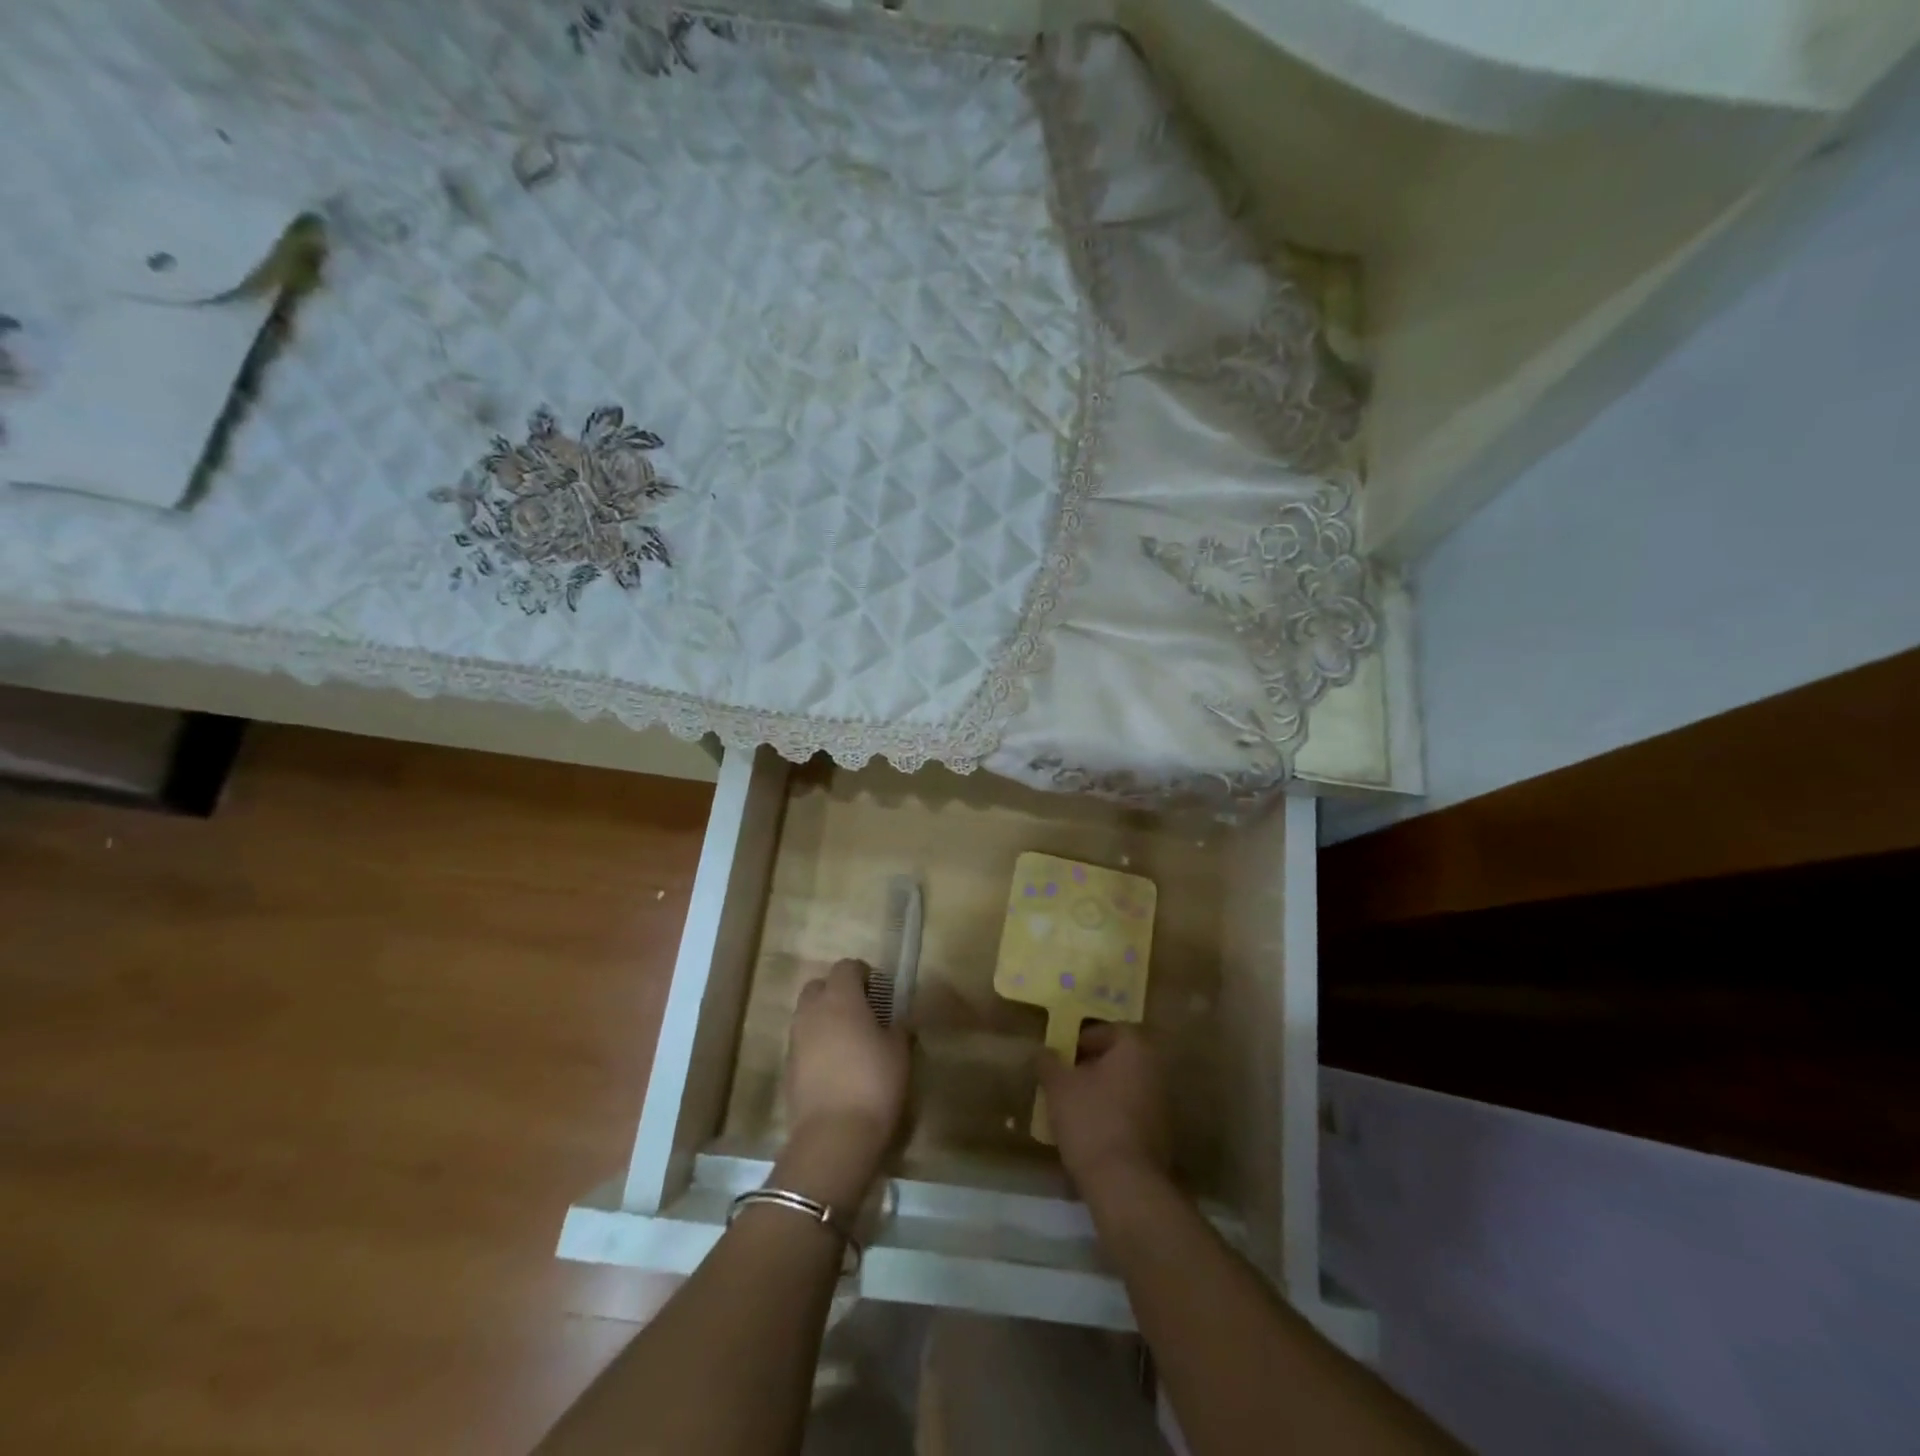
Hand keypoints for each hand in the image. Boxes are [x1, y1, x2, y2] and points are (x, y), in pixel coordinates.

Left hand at [781, 960, 909, 1199]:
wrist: (834, 1137)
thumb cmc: (874, 1083)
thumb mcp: (899, 1052)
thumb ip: (897, 1028)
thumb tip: (897, 1021)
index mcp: (841, 998)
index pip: (846, 967)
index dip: (863, 973)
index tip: (878, 989)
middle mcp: (812, 1011)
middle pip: (819, 986)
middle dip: (837, 991)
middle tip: (861, 1011)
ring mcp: (796, 1039)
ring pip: (807, 1014)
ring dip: (825, 1018)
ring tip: (848, 1039)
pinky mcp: (788, 1067)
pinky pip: (802, 1042)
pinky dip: (816, 1044)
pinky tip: (835, 1065)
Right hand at [1037, 1024, 1171, 1191]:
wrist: (1125, 1184)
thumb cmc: (1091, 1120)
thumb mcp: (1058, 1086)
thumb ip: (1049, 1063)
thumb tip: (1043, 1051)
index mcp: (1136, 1050)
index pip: (1111, 1029)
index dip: (1084, 1038)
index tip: (1063, 1054)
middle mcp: (1155, 1071)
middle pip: (1120, 1059)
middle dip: (1092, 1066)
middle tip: (1065, 1078)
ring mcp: (1162, 1106)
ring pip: (1125, 1087)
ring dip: (1101, 1092)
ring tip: (1072, 1106)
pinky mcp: (1160, 1137)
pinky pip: (1131, 1114)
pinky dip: (1112, 1116)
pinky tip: (1089, 1132)